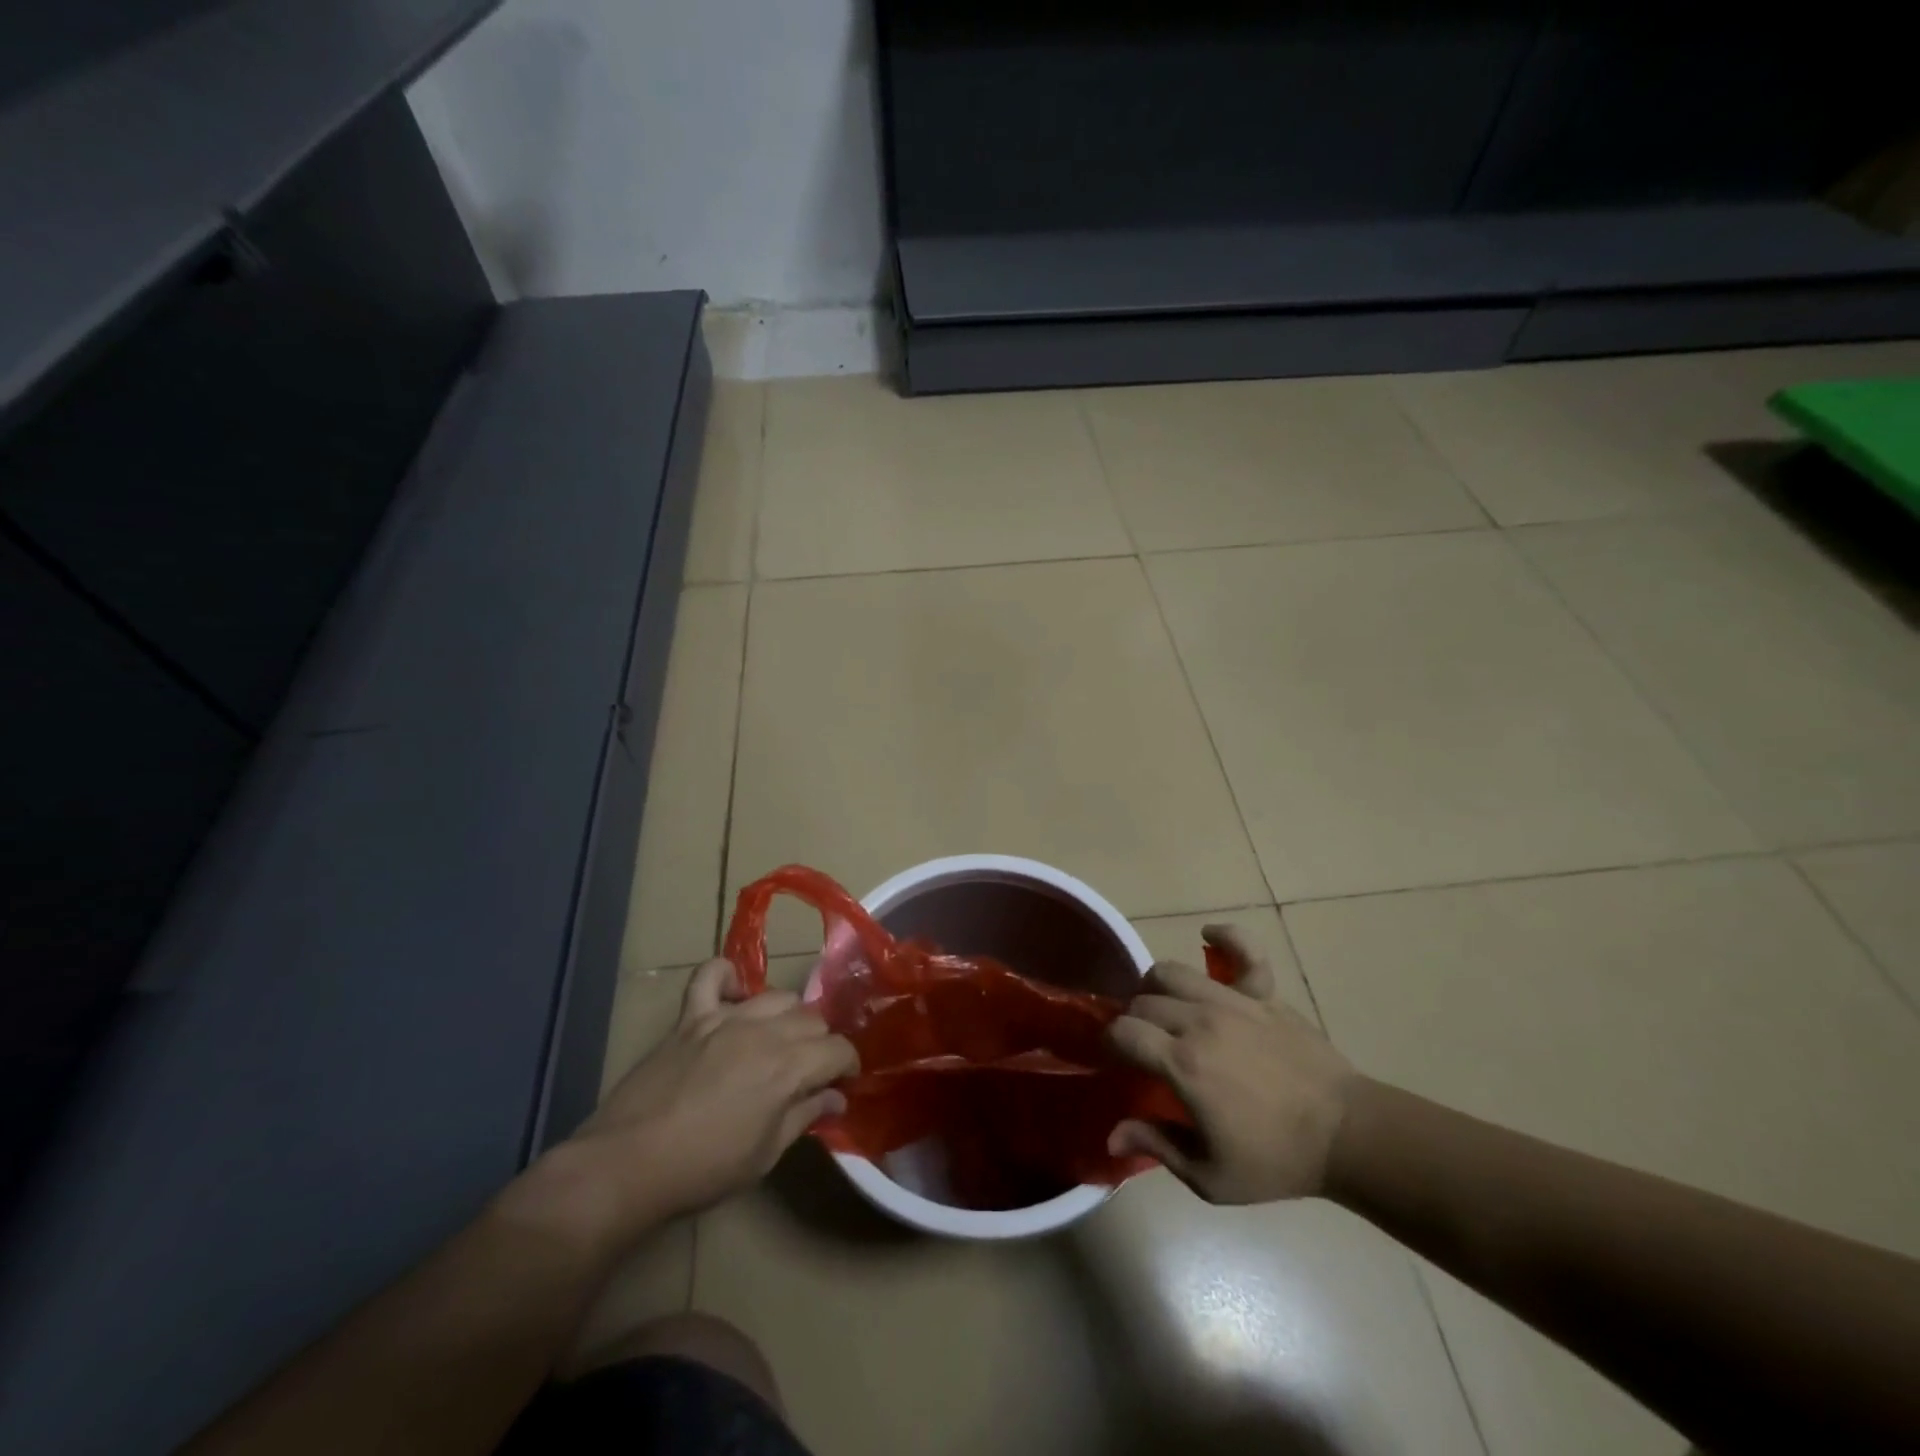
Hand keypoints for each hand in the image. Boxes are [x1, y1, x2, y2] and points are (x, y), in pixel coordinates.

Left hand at [549, 958, 858, 1237]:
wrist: (629, 1164)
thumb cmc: (704, 1169)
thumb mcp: (766, 1154)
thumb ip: (805, 1116)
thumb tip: (836, 1097)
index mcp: (789, 1067)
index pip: (838, 1049)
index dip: (847, 1065)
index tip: (842, 1082)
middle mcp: (765, 1031)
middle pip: (812, 1018)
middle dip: (819, 1043)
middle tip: (807, 1070)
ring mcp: (725, 1018)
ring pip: (776, 996)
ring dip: (786, 1016)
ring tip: (776, 1040)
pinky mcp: (691, 1017)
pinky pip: (710, 975)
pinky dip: (726, 976)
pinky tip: (733, 994)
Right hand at [1106, 924, 1354, 1203]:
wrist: (1348, 1136)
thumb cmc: (1276, 1160)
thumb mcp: (1210, 1176)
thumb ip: (1156, 1146)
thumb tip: (1111, 1134)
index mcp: (1183, 1064)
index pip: (1123, 1032)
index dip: (1109, 1044)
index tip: (1115, 1061)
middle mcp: (1201, 1021)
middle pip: (1144, 1000)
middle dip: (1133, 1020)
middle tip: (1143, 1046)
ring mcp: (1234, 1001)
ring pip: (1173, 972)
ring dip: (1157, 987)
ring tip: (1165, 1008)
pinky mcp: (1264, 993)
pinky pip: (1242, 949)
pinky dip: (1224, 937)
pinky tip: (1208, 936)